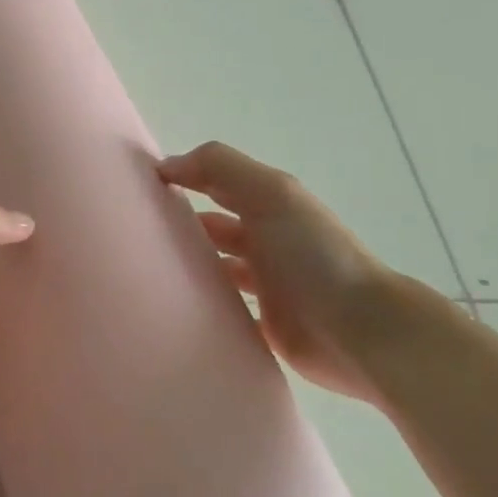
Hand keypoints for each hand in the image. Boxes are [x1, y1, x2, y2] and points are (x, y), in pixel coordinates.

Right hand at [158, 142, 397, 404]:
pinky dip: (204, 308)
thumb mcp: (272, 194)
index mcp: (271, 207)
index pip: (219, 184)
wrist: (362, 331)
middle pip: (216, 227)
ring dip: (190, 267)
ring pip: (218, 269)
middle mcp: (269, 242)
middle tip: (135, 235)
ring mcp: (269, 286)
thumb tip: (166, 165)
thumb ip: (221, 168)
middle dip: (181, 226)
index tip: (140, 187)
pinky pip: (226, 313)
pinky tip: (174, 309)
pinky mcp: (267, 326)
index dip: (185, 178)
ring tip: (147, 272)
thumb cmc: (314, 256)